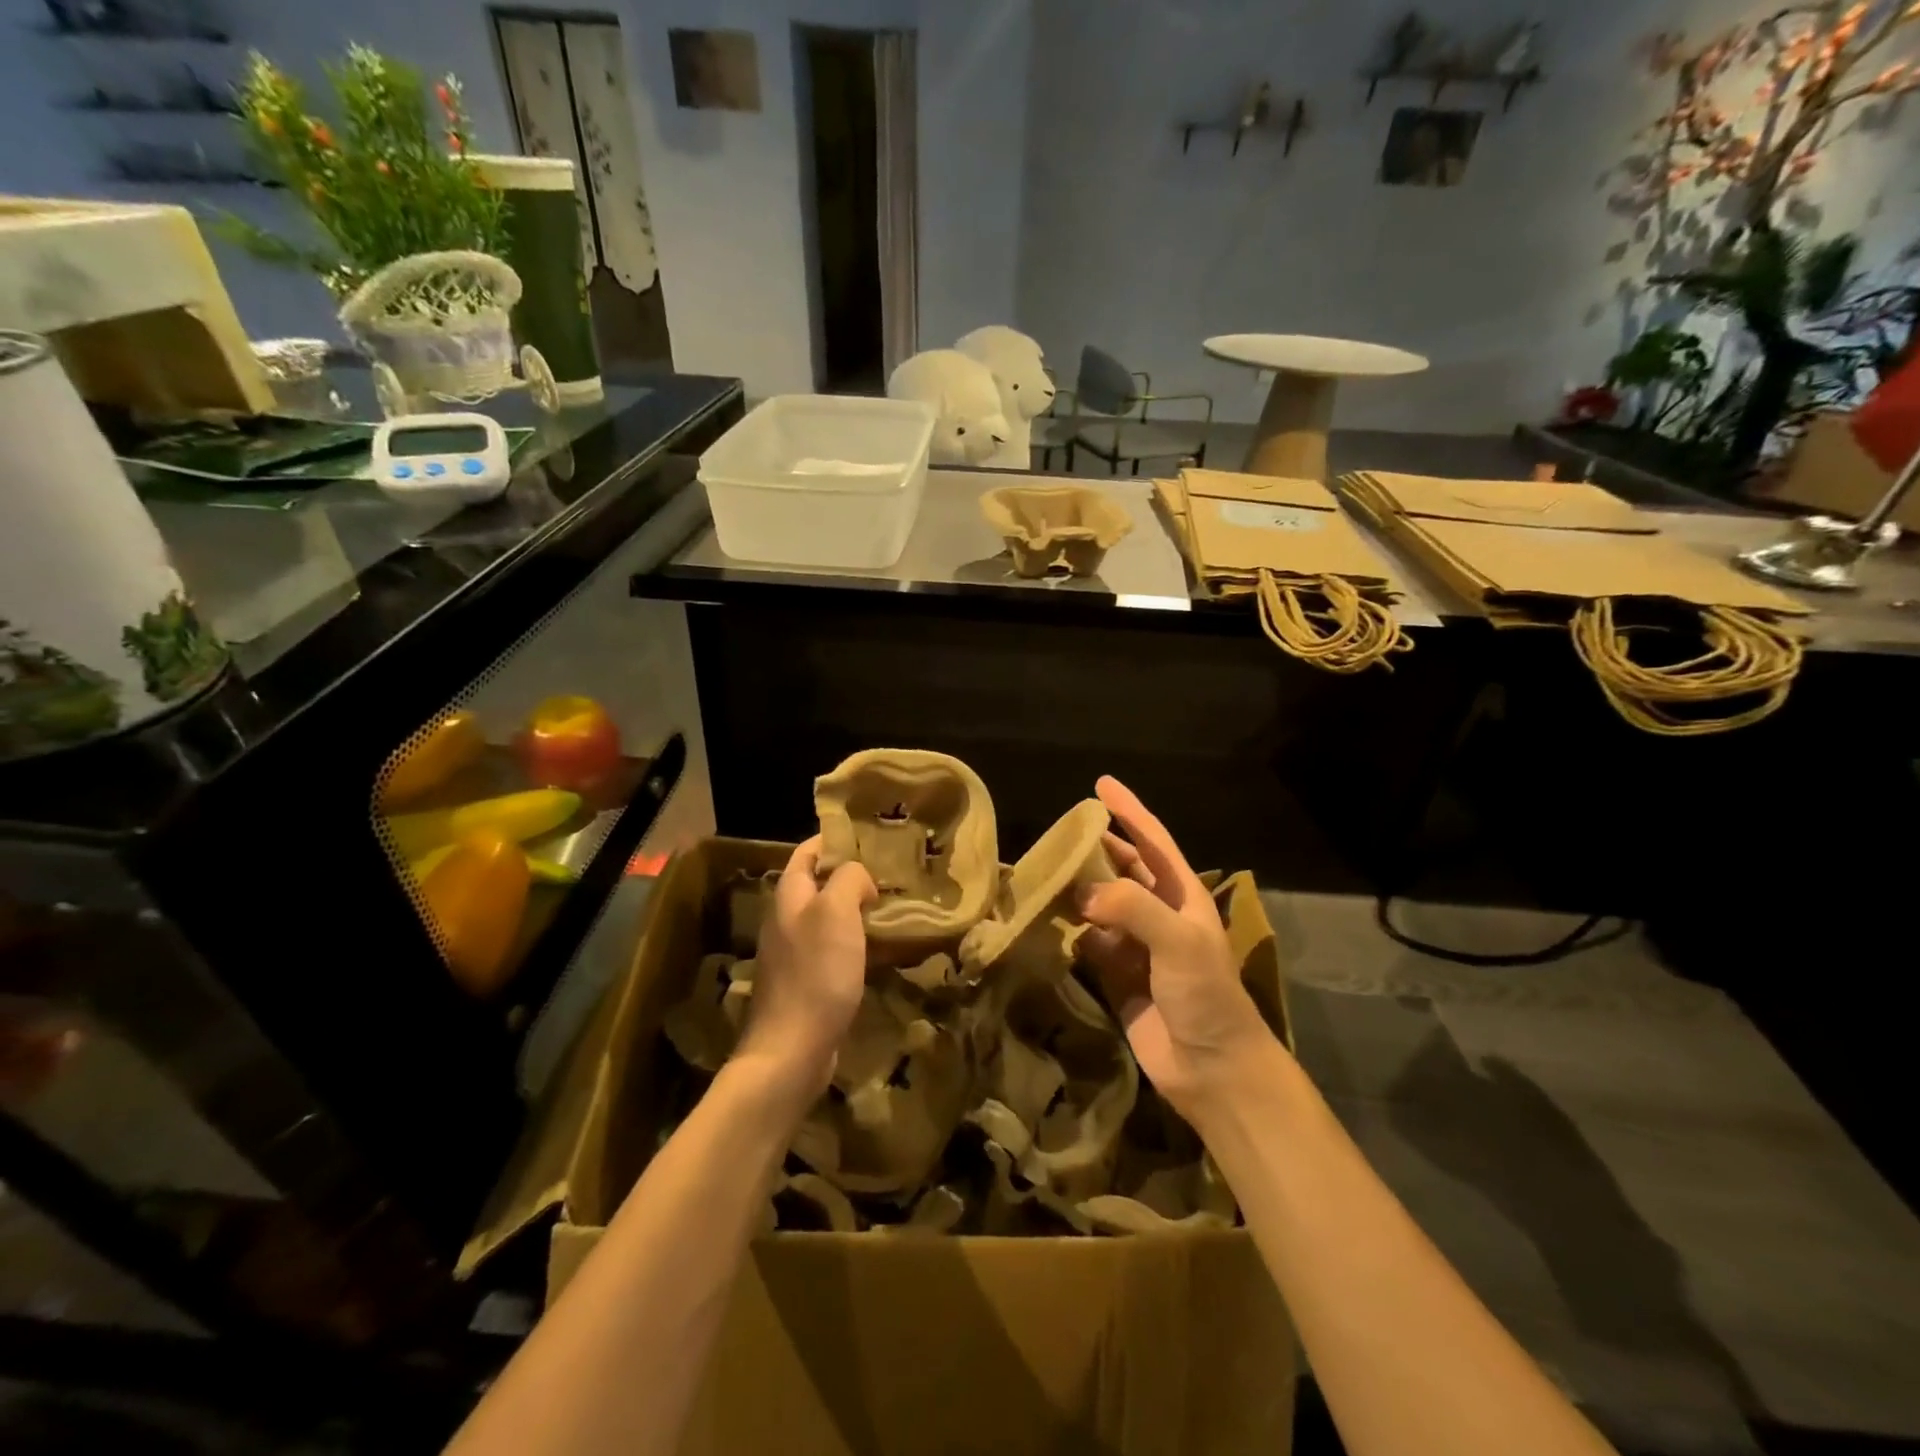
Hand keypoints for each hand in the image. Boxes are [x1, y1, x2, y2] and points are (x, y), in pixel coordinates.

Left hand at [734, 837, 875, 1102]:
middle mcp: (787, 920)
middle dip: (851, 875)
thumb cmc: (815, 973)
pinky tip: (880, 950)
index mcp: (789, 896)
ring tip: (893, 906)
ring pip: (829, 918)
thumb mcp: (836, 912)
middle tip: (891, 872)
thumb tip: (859, 878)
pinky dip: (856, 942)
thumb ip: (848, 879)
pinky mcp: (807, 983)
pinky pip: (834, 950)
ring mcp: (794, 954)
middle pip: (818, 885)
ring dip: (857, 910)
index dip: (834, 839)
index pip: (808, 852)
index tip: (870, 836)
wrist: (792, 1050)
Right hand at [1077, 776, 1273, 1118]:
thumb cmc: (1206, 996)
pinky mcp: (1117, 976)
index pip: (1153, 842)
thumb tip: (1082, 891)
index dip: (1130, 812)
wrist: (1212, 1069)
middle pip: (1124, 870)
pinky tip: (1046, 920)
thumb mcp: (1179, 942)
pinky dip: (1069, 930)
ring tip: (1043, 870)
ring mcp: (1137, 946)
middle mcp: (1160, 915)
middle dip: (1096, 849)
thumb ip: (1134, 908)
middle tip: (1059, 833)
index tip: (1101, 784)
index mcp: (1183, 898)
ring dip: (1077, 889)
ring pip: (1101, 905)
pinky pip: (1089, 942)